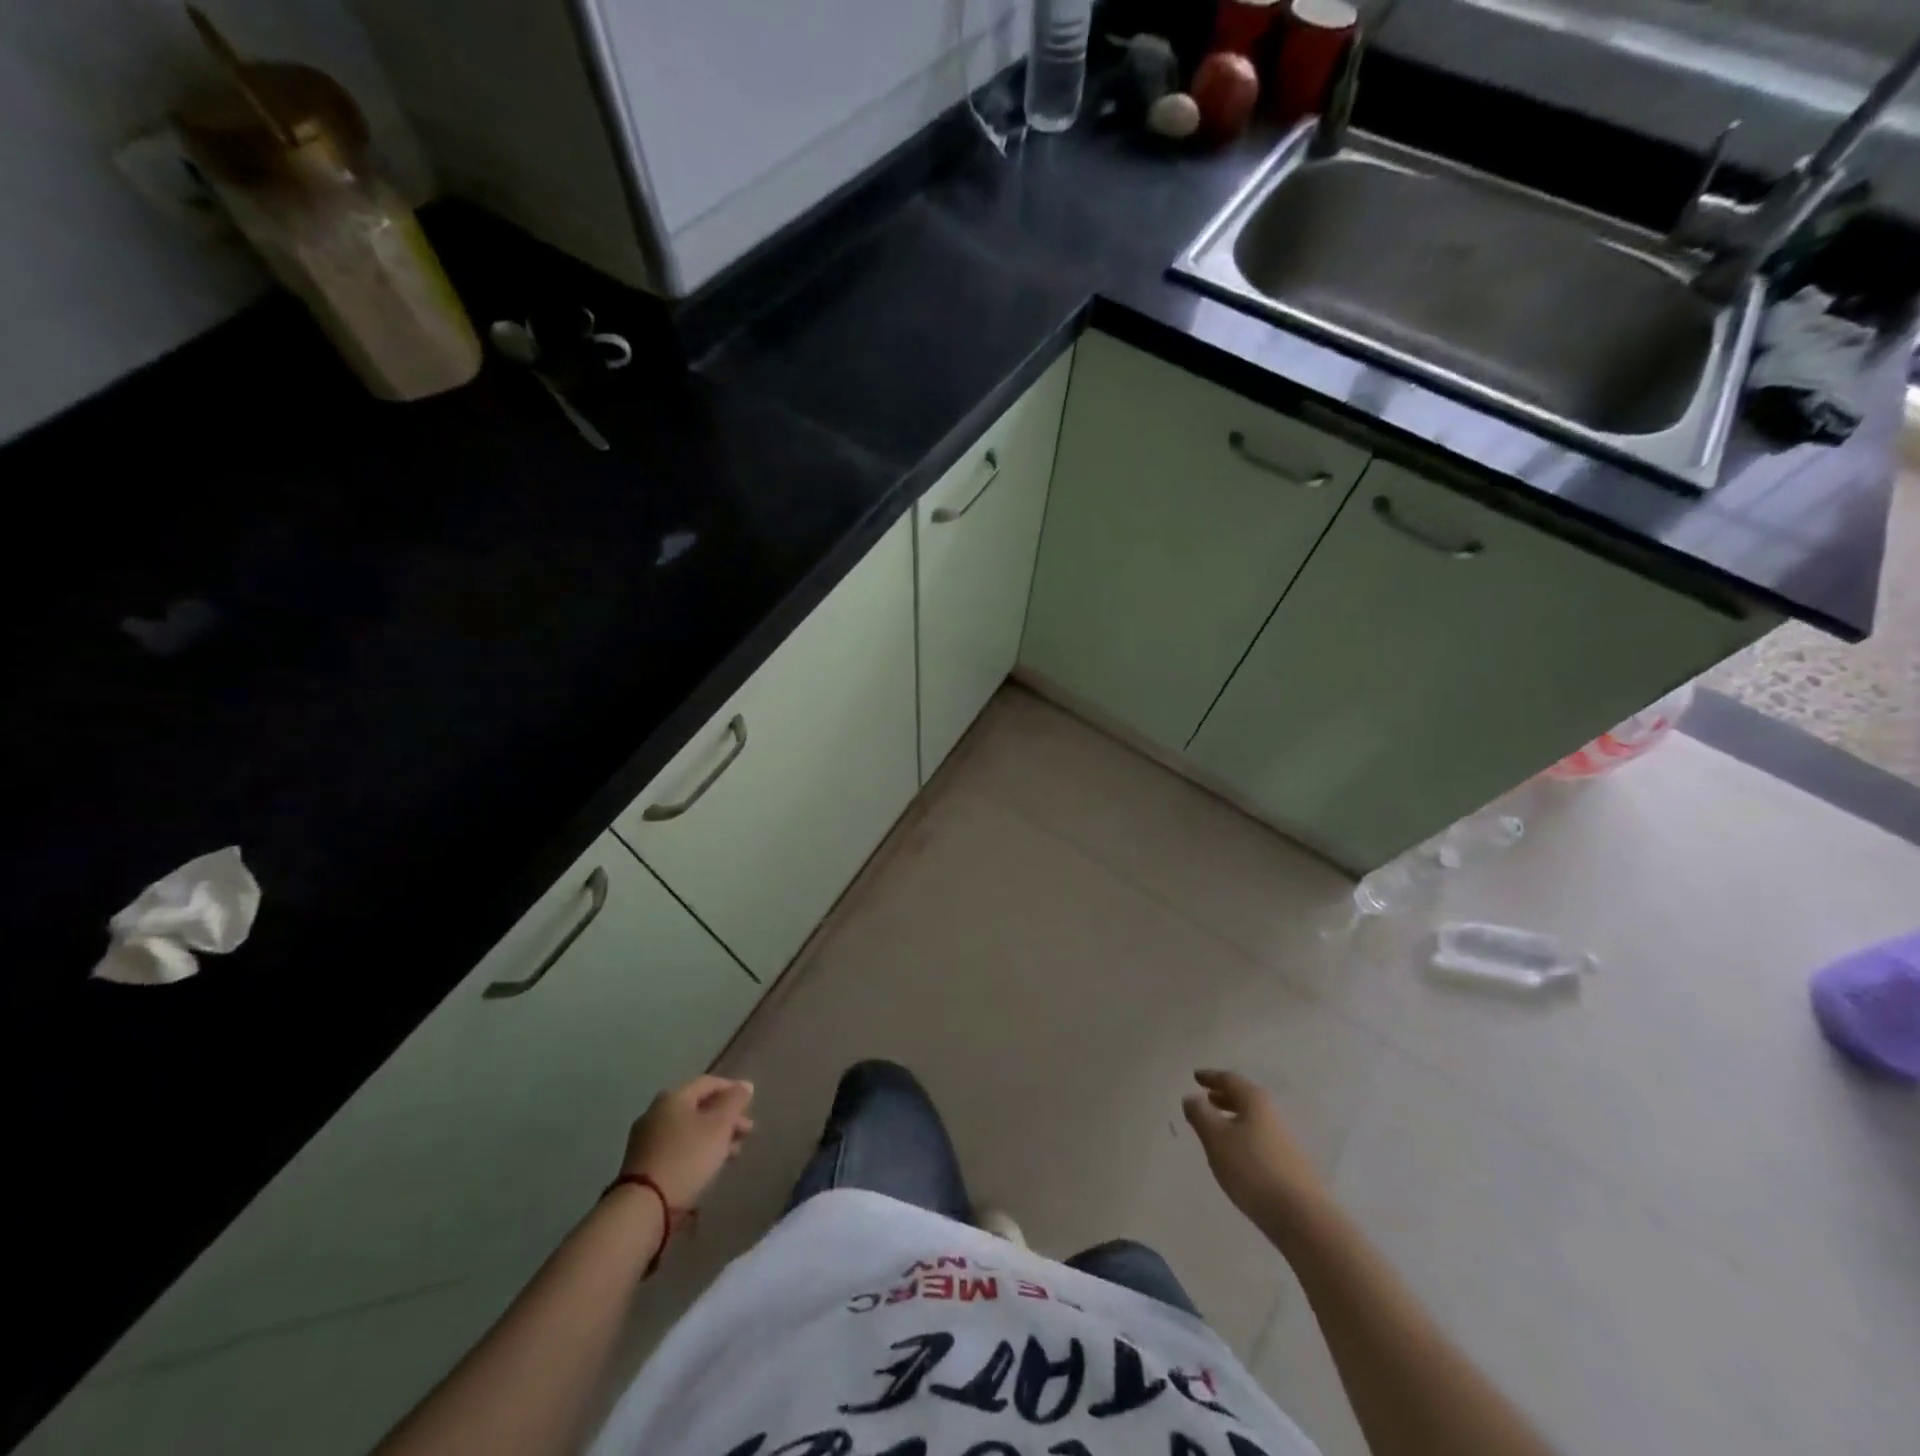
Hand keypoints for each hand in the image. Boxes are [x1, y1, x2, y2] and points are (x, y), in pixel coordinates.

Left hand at [622, 1075, 755, 1208]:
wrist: (644, 1207)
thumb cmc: (687, 1158)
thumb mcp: (719, 1126)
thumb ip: (735, 1102)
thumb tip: (745, 1085)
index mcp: (673, 1097)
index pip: (708, 1082)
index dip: (732, 1089)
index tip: (751, 1104)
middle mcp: (656, 1112)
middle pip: (698, 1107)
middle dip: (725, 1118)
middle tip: (747, 1132)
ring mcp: (646, 1139)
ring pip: (688, 1130)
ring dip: (714, 1137)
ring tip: (734, 1153)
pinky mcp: (643, 1164)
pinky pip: (677, 1148)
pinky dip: (696, 1151)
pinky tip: (710, 1166)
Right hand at [1183, 1069, 1327, 1228]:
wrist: (1302, 1217)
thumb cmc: (1252, 1169)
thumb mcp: (1216, 1138)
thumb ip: (1200, 1114)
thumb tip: (1192, 1097)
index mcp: (1254, 1101)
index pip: (1229, 1080)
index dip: (1211, 1077)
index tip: (1196, 1077)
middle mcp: (1272, 1114)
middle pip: (1244, 1098)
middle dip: (1223, 1096)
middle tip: (1206, 1098)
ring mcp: (1284, 1140)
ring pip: (1253, 1119)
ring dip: (1233, 1117)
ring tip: (1217, 1127)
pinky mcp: (1290, 1164)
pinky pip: (1260, 1138)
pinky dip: (1243, 1136)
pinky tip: (1236, 1153)